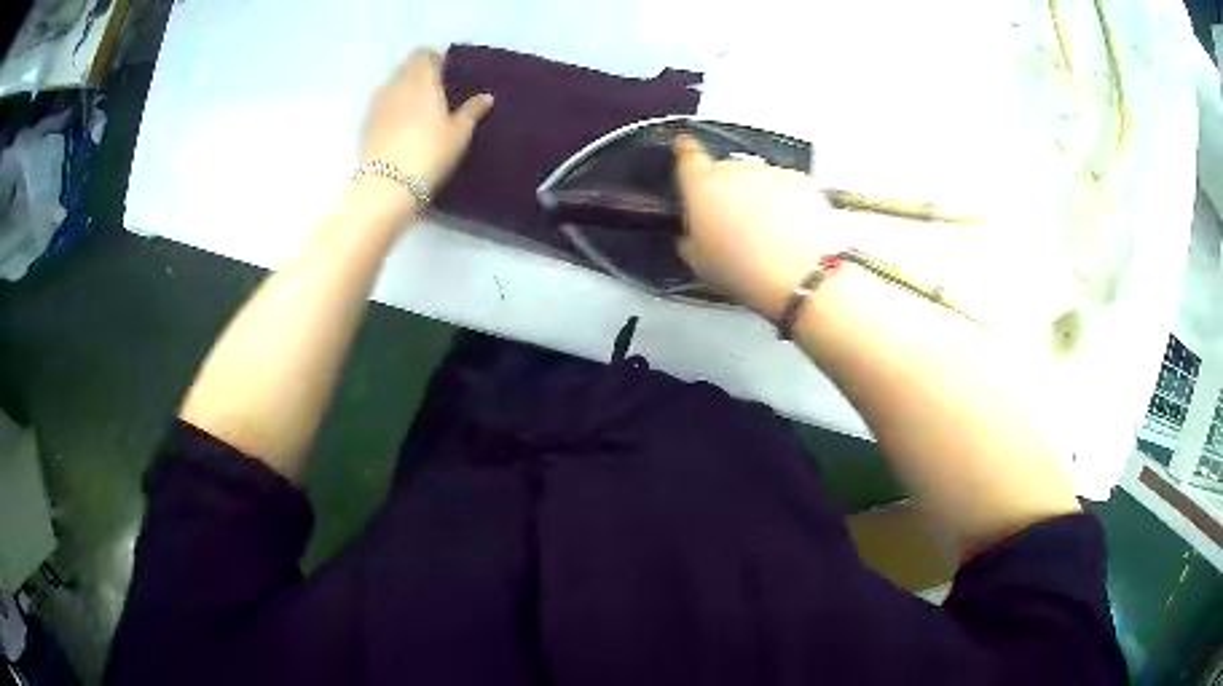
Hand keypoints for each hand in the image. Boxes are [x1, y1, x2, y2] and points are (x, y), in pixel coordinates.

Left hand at [360, 49, 493, 197]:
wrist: (387, 185)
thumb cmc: (429, 152)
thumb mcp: (459, 134)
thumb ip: (472, 111)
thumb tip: (486, 96)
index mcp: (422, 81)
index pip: (423, 54)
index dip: (433, 58)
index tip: (444, 70)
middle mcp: (396, 85)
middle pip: (405, 67)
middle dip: (418, 72)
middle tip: (433, 89)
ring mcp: (377, 104)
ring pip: (391, 85)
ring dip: (402, 89)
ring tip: (416, 108)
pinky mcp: (365, 123)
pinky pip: (380, 105)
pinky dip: (390, 108)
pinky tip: (399, 125)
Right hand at [674, 136, 840, 319]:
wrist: (803, 279)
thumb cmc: (744, 272)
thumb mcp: (699, 262)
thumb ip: (690, 235)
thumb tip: (694, 230)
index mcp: (703, 185)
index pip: (688, 155)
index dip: (685, 151)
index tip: (685, 147)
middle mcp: (736, 168)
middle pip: (725, 170)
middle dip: (727, 189)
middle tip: (734, 223)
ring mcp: (772, 171)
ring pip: (758, 177)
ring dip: (758, 194)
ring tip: (767, 231)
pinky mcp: (803, 180)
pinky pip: (786, 185)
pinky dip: (786, 200)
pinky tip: (791, 228)